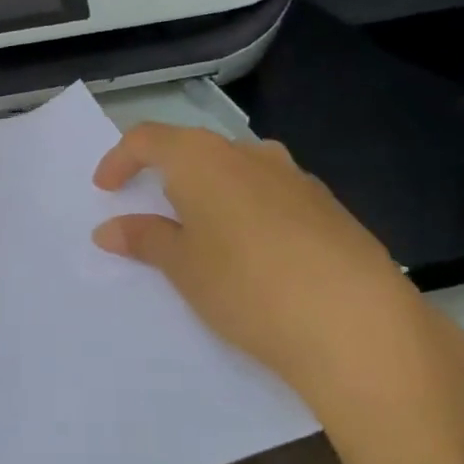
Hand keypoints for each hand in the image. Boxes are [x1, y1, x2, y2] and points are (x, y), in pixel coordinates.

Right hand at [91, 124, 463, 463]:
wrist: (358, 325)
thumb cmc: (247, 287)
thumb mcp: (183, 267)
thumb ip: (144, 239)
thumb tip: (109, 228)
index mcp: (204, 159)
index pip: (148, 139)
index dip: (119, 159)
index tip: (105, 190)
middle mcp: (250, 154)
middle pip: (194, 150)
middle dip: (165, 177)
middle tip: (149, 214)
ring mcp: (296, 177)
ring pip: (236, 172)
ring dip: (208, 194)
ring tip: (201, 237)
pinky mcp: (328, 206)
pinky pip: (270, 195)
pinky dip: (245, 211)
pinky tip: (252, 254)